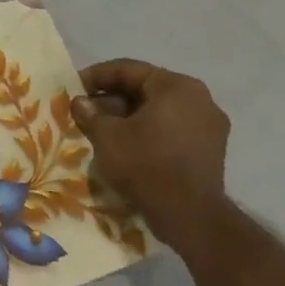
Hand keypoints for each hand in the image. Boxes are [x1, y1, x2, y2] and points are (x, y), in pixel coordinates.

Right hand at [71, 59, 230, 257]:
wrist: (189, 215)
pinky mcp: (210, 149)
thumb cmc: (146, 164)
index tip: (73, 89)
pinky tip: (125, 144)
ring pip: (158, 109)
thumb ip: (90, 113)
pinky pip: (172, 128)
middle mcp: (199, 99)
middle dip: (112, 98)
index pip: (128, 69)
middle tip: (85, 110)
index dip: (95, 76)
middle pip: (145, 88)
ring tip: (101, 128)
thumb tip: (81, 103)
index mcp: (176, 86)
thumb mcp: (106, 134)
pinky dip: (147, 130)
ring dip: (128, 115)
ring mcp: (209, 125)